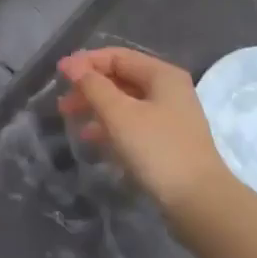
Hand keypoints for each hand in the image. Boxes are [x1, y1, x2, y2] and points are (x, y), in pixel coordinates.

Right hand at [56, 47, 229, 226]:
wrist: (198, 201)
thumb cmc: (157, 149)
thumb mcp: (120, 114)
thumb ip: (94, 87)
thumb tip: (71, 64)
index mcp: (162, 75)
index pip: (117, 56)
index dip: (86, 62)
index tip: (58, 75)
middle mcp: (168, 90)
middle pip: (122, 78)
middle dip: (90, 87)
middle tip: (63, 104)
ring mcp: (170, 117)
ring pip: (125, 103)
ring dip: (97, 108)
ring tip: (71, 121)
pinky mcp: (166, 142)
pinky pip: (133, 124)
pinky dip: (111, 127)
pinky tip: (92, 140)